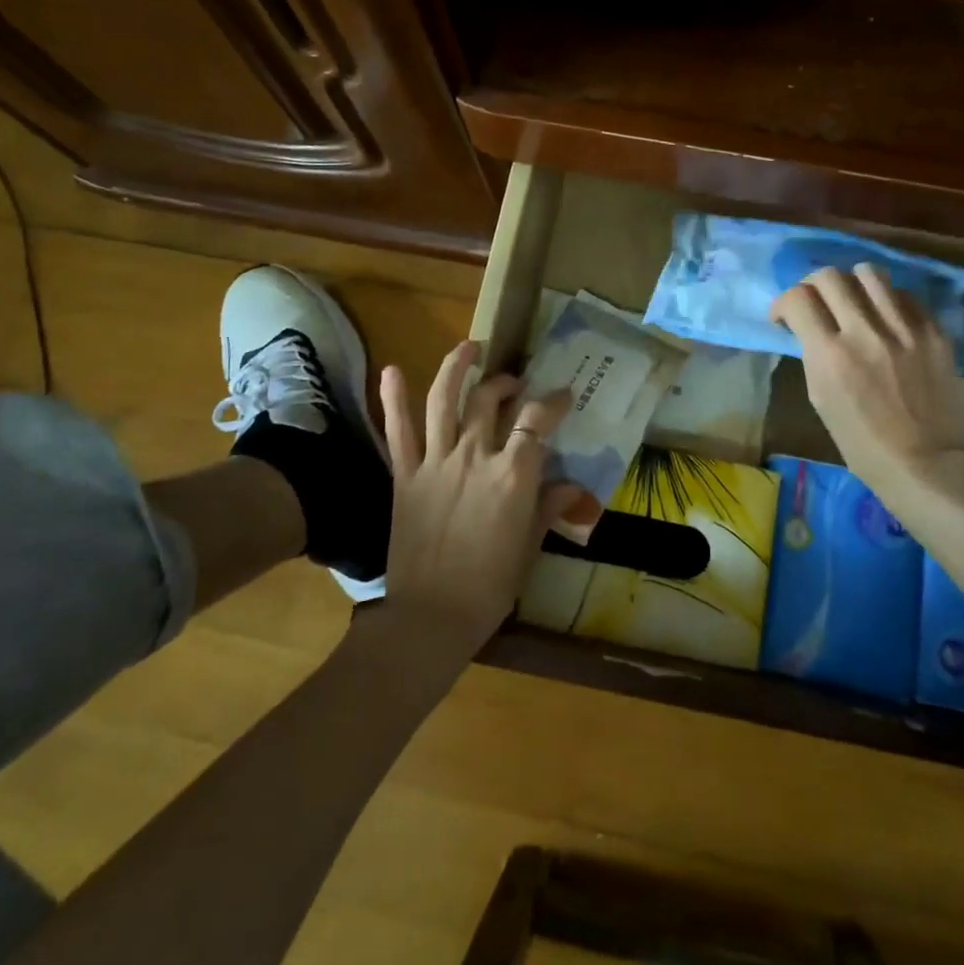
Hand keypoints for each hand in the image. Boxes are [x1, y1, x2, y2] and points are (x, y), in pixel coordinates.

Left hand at [377, 340, 583, 659]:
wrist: (429, 617)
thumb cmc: (489, 586)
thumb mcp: (529, 546)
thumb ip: (548, 507)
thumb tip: (571, 487)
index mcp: (512, 475)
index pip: (536, 421)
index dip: (552, 402)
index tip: (561, 396)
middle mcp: (474, 456)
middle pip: (491, 401)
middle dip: (506, 383)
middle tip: (514, 384)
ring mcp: (435, 461)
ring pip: (444, 400)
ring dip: (456, 367)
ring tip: (468, 347)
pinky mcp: (404, 474)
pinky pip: (398, 430)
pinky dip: (394, 398)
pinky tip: (392, 370)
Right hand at [770, 264, 963, 503]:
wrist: (923, 462)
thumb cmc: (860, 441)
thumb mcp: (820, 397)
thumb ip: (813, 353)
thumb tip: (808, 326)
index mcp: (830, 355)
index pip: (797, 298)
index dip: (783, 302)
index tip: (784, 317)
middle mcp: (866, 332)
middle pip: (830, 276)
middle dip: (812, 286)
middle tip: (815, 304)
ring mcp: (905, 329)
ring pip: (869, 273)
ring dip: (852, 283)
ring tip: (853, 302)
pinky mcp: (934, 332)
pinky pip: (904, 295)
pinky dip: (887, 301)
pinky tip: (886, 319)